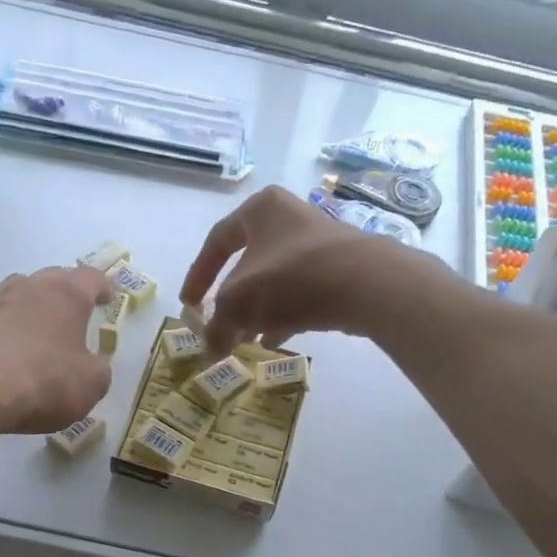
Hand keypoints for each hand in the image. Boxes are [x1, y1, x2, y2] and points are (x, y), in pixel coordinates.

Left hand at [0, 266, 113, 434]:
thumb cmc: (44, 382)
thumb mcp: (90, 385)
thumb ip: (97, 370)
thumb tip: (93, 363)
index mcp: (67, 296)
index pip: (91, 278)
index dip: (103, 287)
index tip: (108, 297)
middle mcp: (29, 288)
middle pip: (51, 279)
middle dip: (64, 293)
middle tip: (72, 311)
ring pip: (15, 294)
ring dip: (26, 307)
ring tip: (32, 329)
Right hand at [180, 186, 416, 355]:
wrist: (367, 284)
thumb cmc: (291, 278)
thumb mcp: (239, 302)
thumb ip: (217, 325)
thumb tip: (210, 347)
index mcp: (260, 209)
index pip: (216, 241)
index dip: (198, 276)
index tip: (189, 305)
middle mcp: (288, 218)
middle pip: (246, 264)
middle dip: (230, 301)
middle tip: (220, 328)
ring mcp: (316, 243)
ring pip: (273, 281)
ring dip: (255, 312)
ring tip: (244, 342)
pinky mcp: (338, 269)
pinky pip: (299, 293)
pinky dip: (282, 315)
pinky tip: (274, 340)